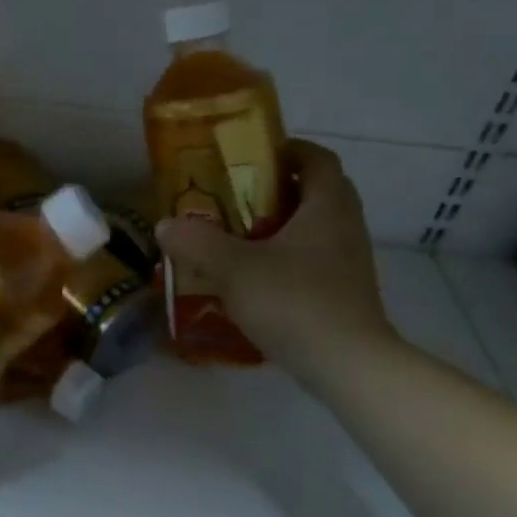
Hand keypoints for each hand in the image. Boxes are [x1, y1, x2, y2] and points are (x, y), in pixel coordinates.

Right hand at [155, 139, 396, 371]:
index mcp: (327, 206)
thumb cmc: (296, 302)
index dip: (287, 149)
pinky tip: (254, 279)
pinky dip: (287, 259)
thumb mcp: (235, 269)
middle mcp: (345, 226)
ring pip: (314, 228)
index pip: (316, 158)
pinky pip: (314, 260)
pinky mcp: (345, 293)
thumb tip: (165, 225)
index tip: (251, 157)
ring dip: (281, 226)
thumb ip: (197, 242)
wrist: (349, 367)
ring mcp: (350, 262)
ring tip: (237, 238)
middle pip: (316, 191)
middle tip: (235, 198)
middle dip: (276, 189)